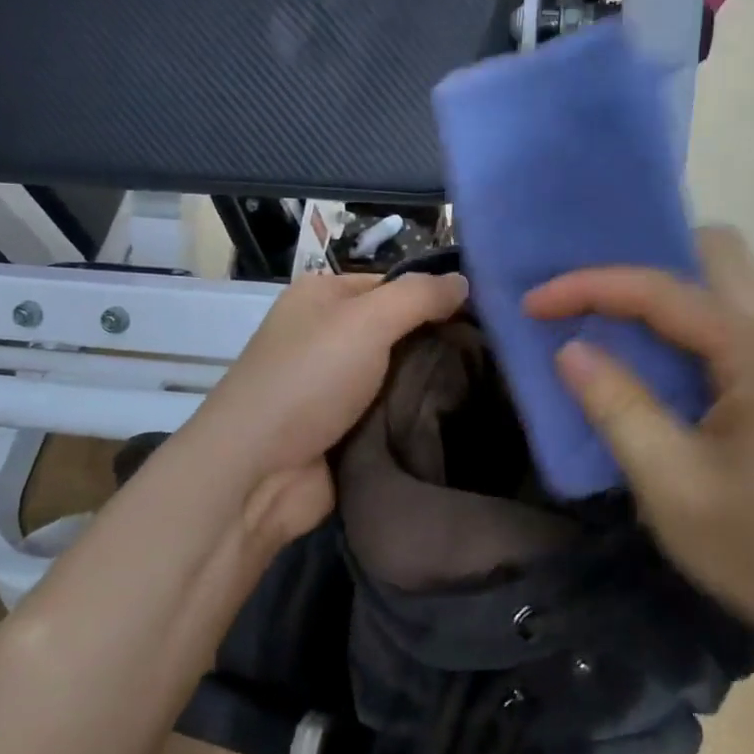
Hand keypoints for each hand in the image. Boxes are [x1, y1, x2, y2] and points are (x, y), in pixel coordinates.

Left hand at [190, 270, 468, 546]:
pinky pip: (391, 414)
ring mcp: (334, 387)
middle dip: (440, 343)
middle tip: (495, 354)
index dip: (435, 296)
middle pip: (399, 330)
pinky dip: (416, 416)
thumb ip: (419, 296)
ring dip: (432, 384)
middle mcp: (326, 336)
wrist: (257, 473)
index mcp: (323, 297)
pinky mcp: (344, 430)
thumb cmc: (309, 379)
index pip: (393, 285)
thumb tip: (463, 280)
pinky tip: (460, 418)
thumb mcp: (366, 320)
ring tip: (489, 386)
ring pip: (399, 375)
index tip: (487, 315)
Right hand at [524, 227, 753, 696]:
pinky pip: (726, 323)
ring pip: (723, 286)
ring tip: (607, 320)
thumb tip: (569, 349)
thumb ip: (617, 406)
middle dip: (643, 260)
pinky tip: (651, 363)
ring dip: (663, 290)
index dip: (588, 286)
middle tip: (588, 298)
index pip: (659, 288)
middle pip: (713, 253)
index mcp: (752, 351)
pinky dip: (681, 323)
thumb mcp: (672, 483)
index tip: (532, 303)